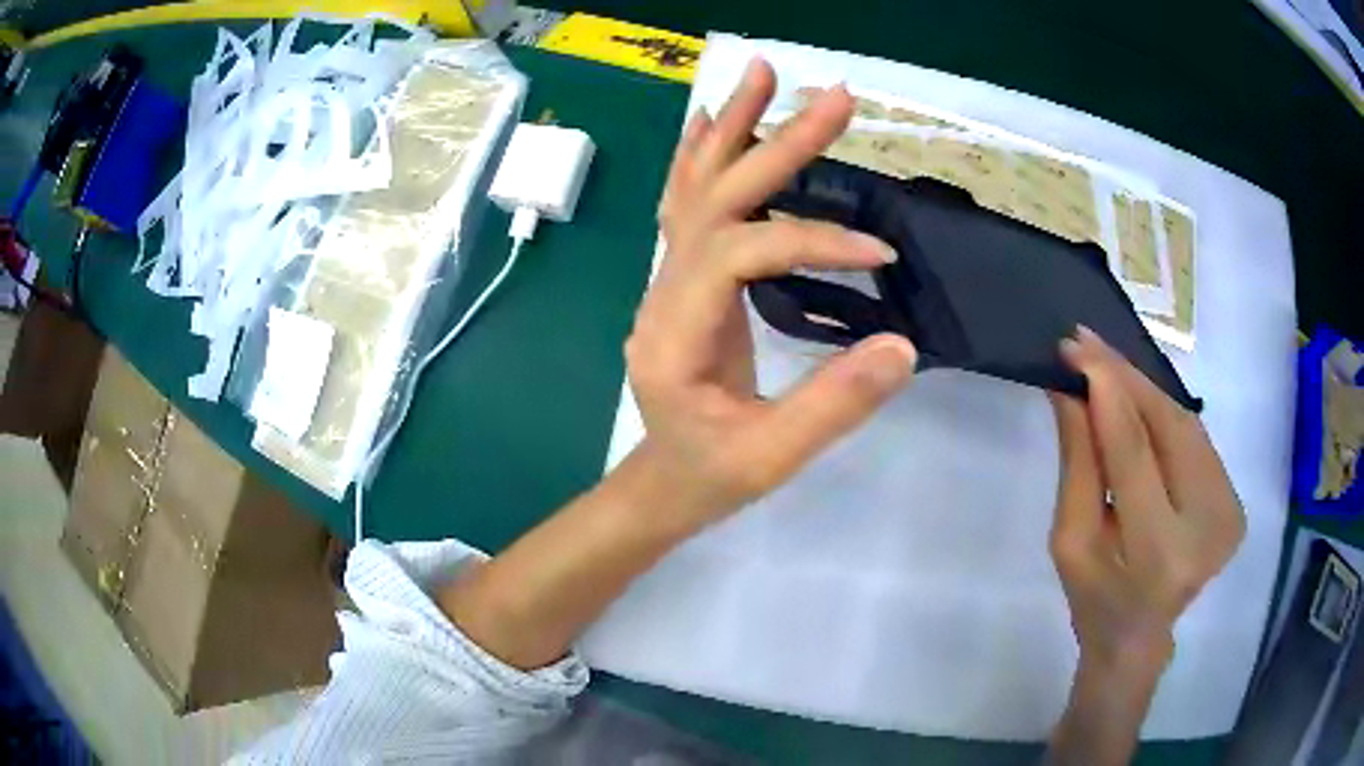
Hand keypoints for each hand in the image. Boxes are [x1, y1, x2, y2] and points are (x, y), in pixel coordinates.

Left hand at [625, 58, 916, 528]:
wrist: (663, 484)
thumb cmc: (711, 476)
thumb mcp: (773, 457)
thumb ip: (834, 404)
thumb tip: (902, 346)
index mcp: (675, 333)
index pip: (742, 254)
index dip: (810, 240)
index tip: (878, 254)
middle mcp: (662, 292)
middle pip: (715, 197)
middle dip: (776, 142)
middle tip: (831, 97)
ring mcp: (665, 281)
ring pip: (694, 187)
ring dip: (732, 125)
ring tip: (764, 72)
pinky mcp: (682, 280)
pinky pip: (686, 204)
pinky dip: (700, 155)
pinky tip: (713, 118)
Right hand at [1050, 326, 1245, 668]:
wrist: (1139, 638)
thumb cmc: (1094, 599)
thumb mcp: (1071, 538)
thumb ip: (1078, 461)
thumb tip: (1071, 387)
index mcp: (1159, 554)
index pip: (1136, 454)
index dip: (1108, 393)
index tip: (1077, 347)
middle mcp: (1207, 528)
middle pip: (1169, 428)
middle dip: (1127, 379)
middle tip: (1088, 342)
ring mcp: (1229, 513)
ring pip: (1186, 425)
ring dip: (1145, 391)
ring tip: (1108, 367)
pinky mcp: (1235, 502)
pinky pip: (1196, 440)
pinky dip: (1165, 415)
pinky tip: (1139, 401)